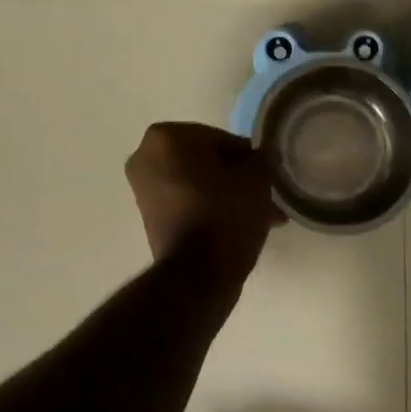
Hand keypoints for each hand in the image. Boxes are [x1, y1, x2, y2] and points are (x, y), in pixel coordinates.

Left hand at [125, 123, 283, 277]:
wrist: (198, 274)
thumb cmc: (226, 214)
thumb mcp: (256, 179)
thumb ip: (260, 159)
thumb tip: (258, 158)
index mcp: (167, 137)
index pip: (222, 139)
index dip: (248, 157)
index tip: (266, 175)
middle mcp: (146, 157)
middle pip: (207, 161)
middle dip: (236, 178)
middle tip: (265, 195)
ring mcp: (143, 190)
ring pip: (199, 183)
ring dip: (228, 195)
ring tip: (261, 216)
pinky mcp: (150, 217)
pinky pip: (189, 202)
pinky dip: (211, 209)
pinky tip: (240, 225)